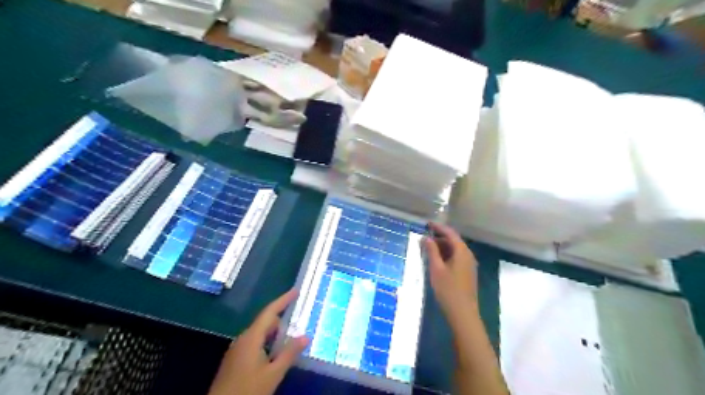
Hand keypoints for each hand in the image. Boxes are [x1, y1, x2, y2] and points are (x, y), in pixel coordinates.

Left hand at [208, 290, 308, 394]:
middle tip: (299, 318)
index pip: (270, 312)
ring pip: (260, 334)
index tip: (296, 291)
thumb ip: (289, 353)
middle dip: (282, 319)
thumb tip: (306, 336)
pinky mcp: (235, 360)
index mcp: (252, 337)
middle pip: (265, 322)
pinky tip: (275, 353)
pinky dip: (267, 342)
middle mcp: (243, 339)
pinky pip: (254, 343)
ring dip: (275, 333)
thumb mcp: (273, 373)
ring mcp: (237, 349)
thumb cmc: (247, 390)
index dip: (283, 300)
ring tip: (291, 337)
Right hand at [423, 224, 478, 318]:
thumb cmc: (448, 290)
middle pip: (453, 241)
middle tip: (424, 237)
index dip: (439, 227)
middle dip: (439, 237)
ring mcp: (469, 265)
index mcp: (462, 252)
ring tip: (427, 248)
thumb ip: (432, 251)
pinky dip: (446, 255)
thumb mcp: (436, 269)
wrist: (463, 313)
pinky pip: (456, 258)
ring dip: (442, 247)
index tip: (427, 224)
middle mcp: (468, 255)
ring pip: (455, 250)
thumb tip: (426, 238)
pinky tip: (436, 260)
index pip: (450, 233)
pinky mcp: (467, 273)